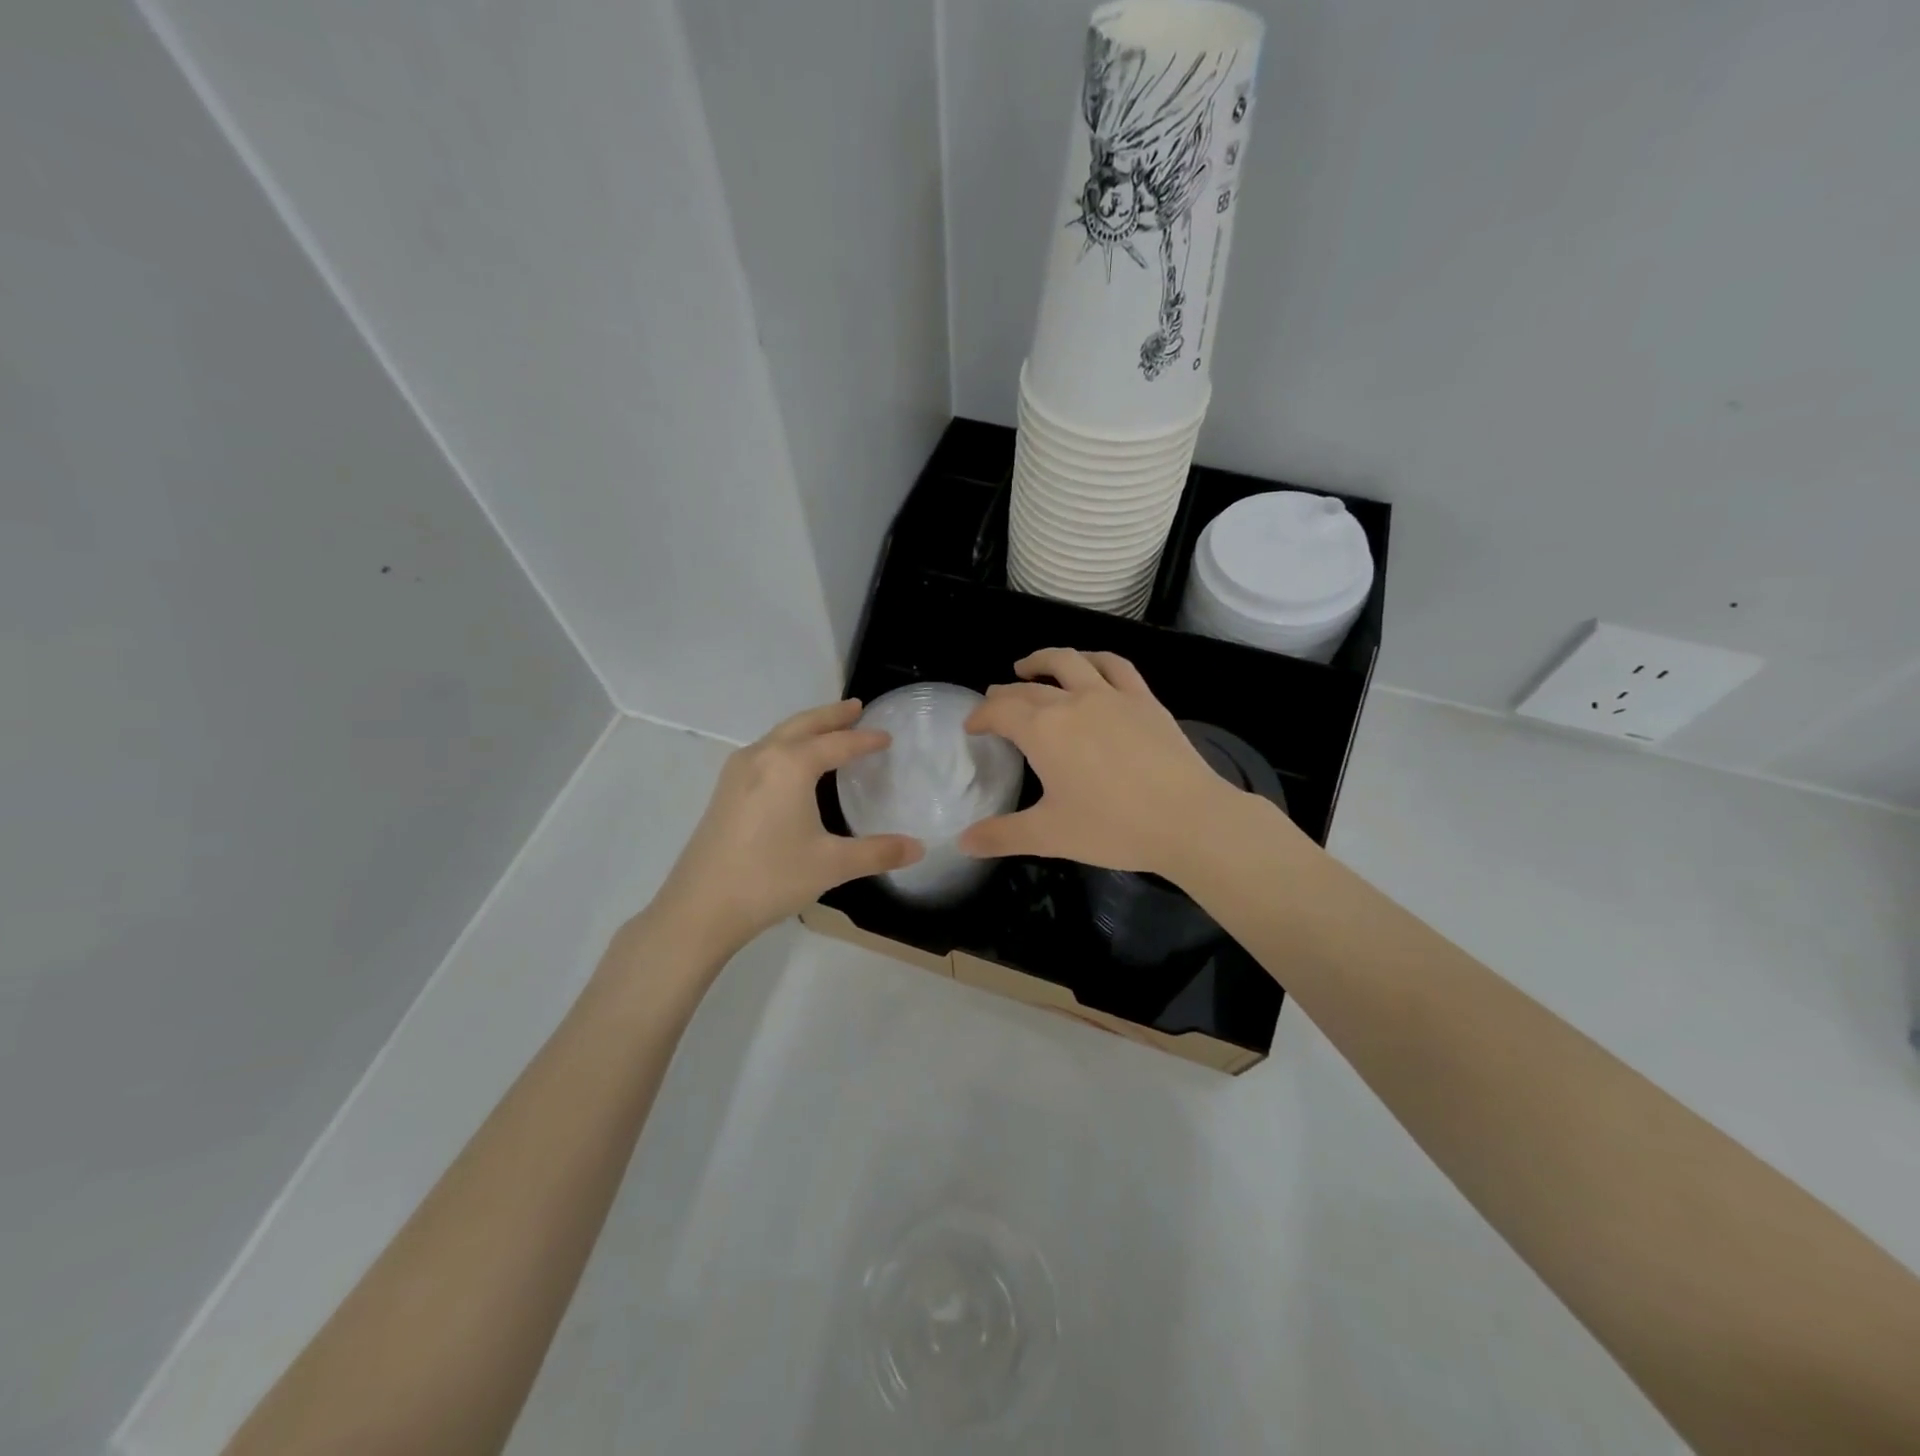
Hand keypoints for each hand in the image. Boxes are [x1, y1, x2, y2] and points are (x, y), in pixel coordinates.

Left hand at [648, 699, 921, 959]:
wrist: (700, 907)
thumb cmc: (771, 878)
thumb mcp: (832, 865)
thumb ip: (878, 852)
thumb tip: (919, 848)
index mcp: (790, 765)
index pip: (837, 744)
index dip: (865, 740)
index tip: (887, 736)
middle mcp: (762, 756)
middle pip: (803, 725)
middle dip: (831, 715)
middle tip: (856, 707)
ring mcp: (738, 771)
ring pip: (779, 735)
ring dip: (806, 727)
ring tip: (829, 728)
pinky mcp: (725, 790)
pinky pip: (764, 750)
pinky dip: (787, 743)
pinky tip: (792, 763)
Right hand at [960, 648, 1252, 876]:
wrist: (1187, 819)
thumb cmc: (1112, 827)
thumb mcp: (1049, 836)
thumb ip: (1002, 836)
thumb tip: (963, 842)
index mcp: (1044, 730)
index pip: (1000, 710)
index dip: (981, 715)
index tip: (972, 726)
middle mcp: (1073, 701)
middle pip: (1029, 687)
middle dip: (1005, 693)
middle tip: (994, 702)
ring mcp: (1112, 695)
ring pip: (1070, 661)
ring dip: (1043, 660)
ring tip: (1029, 666)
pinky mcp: (1144, 699)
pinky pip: (1115, 666)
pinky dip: (1094, 659)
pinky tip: (1089, 665)